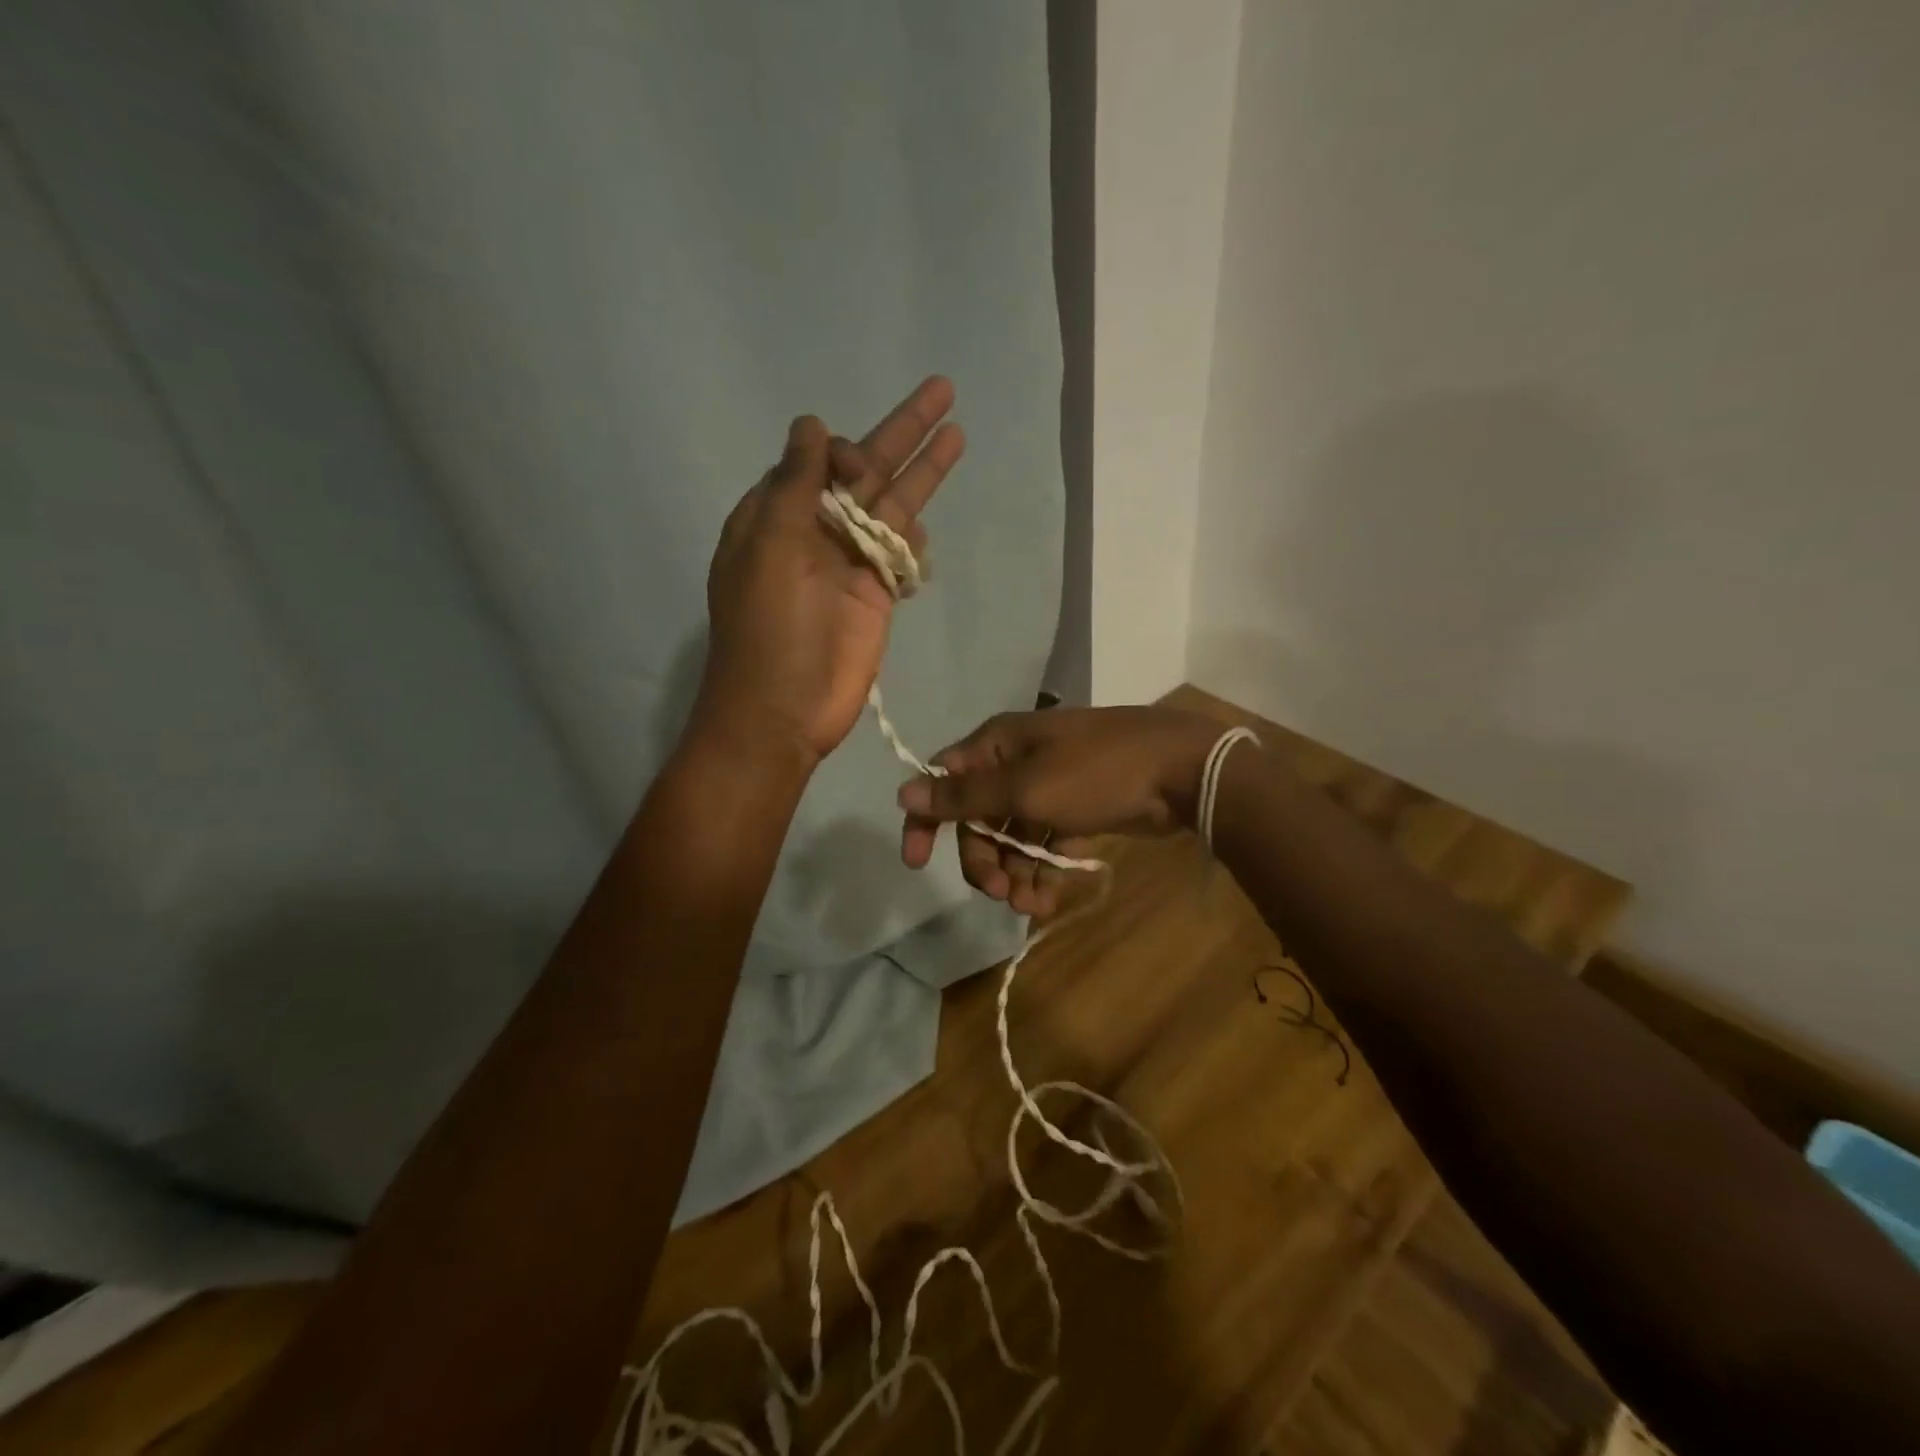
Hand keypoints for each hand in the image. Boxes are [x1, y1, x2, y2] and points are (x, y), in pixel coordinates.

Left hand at [696, 377, 964, 764]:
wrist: (785, 711)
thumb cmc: (769, 630)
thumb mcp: (771, 547)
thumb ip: (795, 485)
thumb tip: (811, 424)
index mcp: (778, 515)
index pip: (817, 461)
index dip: (842, 451)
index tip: (855, 466)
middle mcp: (817, 533)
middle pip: (867, 472)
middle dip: (903, 432)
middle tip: (943, 390)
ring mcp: (851, 565)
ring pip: (893, 508)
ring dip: (923, 473)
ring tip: (956, 434)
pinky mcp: (877, 596)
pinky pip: (901, 555)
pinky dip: (915, 542)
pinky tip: (924, 534)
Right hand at [895, 707, 1224, 915]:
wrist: (1182, 771)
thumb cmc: (1097, 773)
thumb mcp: (1025, 787)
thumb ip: (964, 796)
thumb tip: (902, 792)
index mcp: (997, 746)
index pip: (944, 781)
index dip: (926, 821)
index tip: (917, 864)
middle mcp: (1016, 763)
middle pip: (979, 818)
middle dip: (984, 859)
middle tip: (999, 893)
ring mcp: (1047, 787)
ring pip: (1012, 837)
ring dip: (1013, 873)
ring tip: (1030, 907)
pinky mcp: (1075, 810)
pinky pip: (1044, 844)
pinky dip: (1042, 871)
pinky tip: (1048, 900)